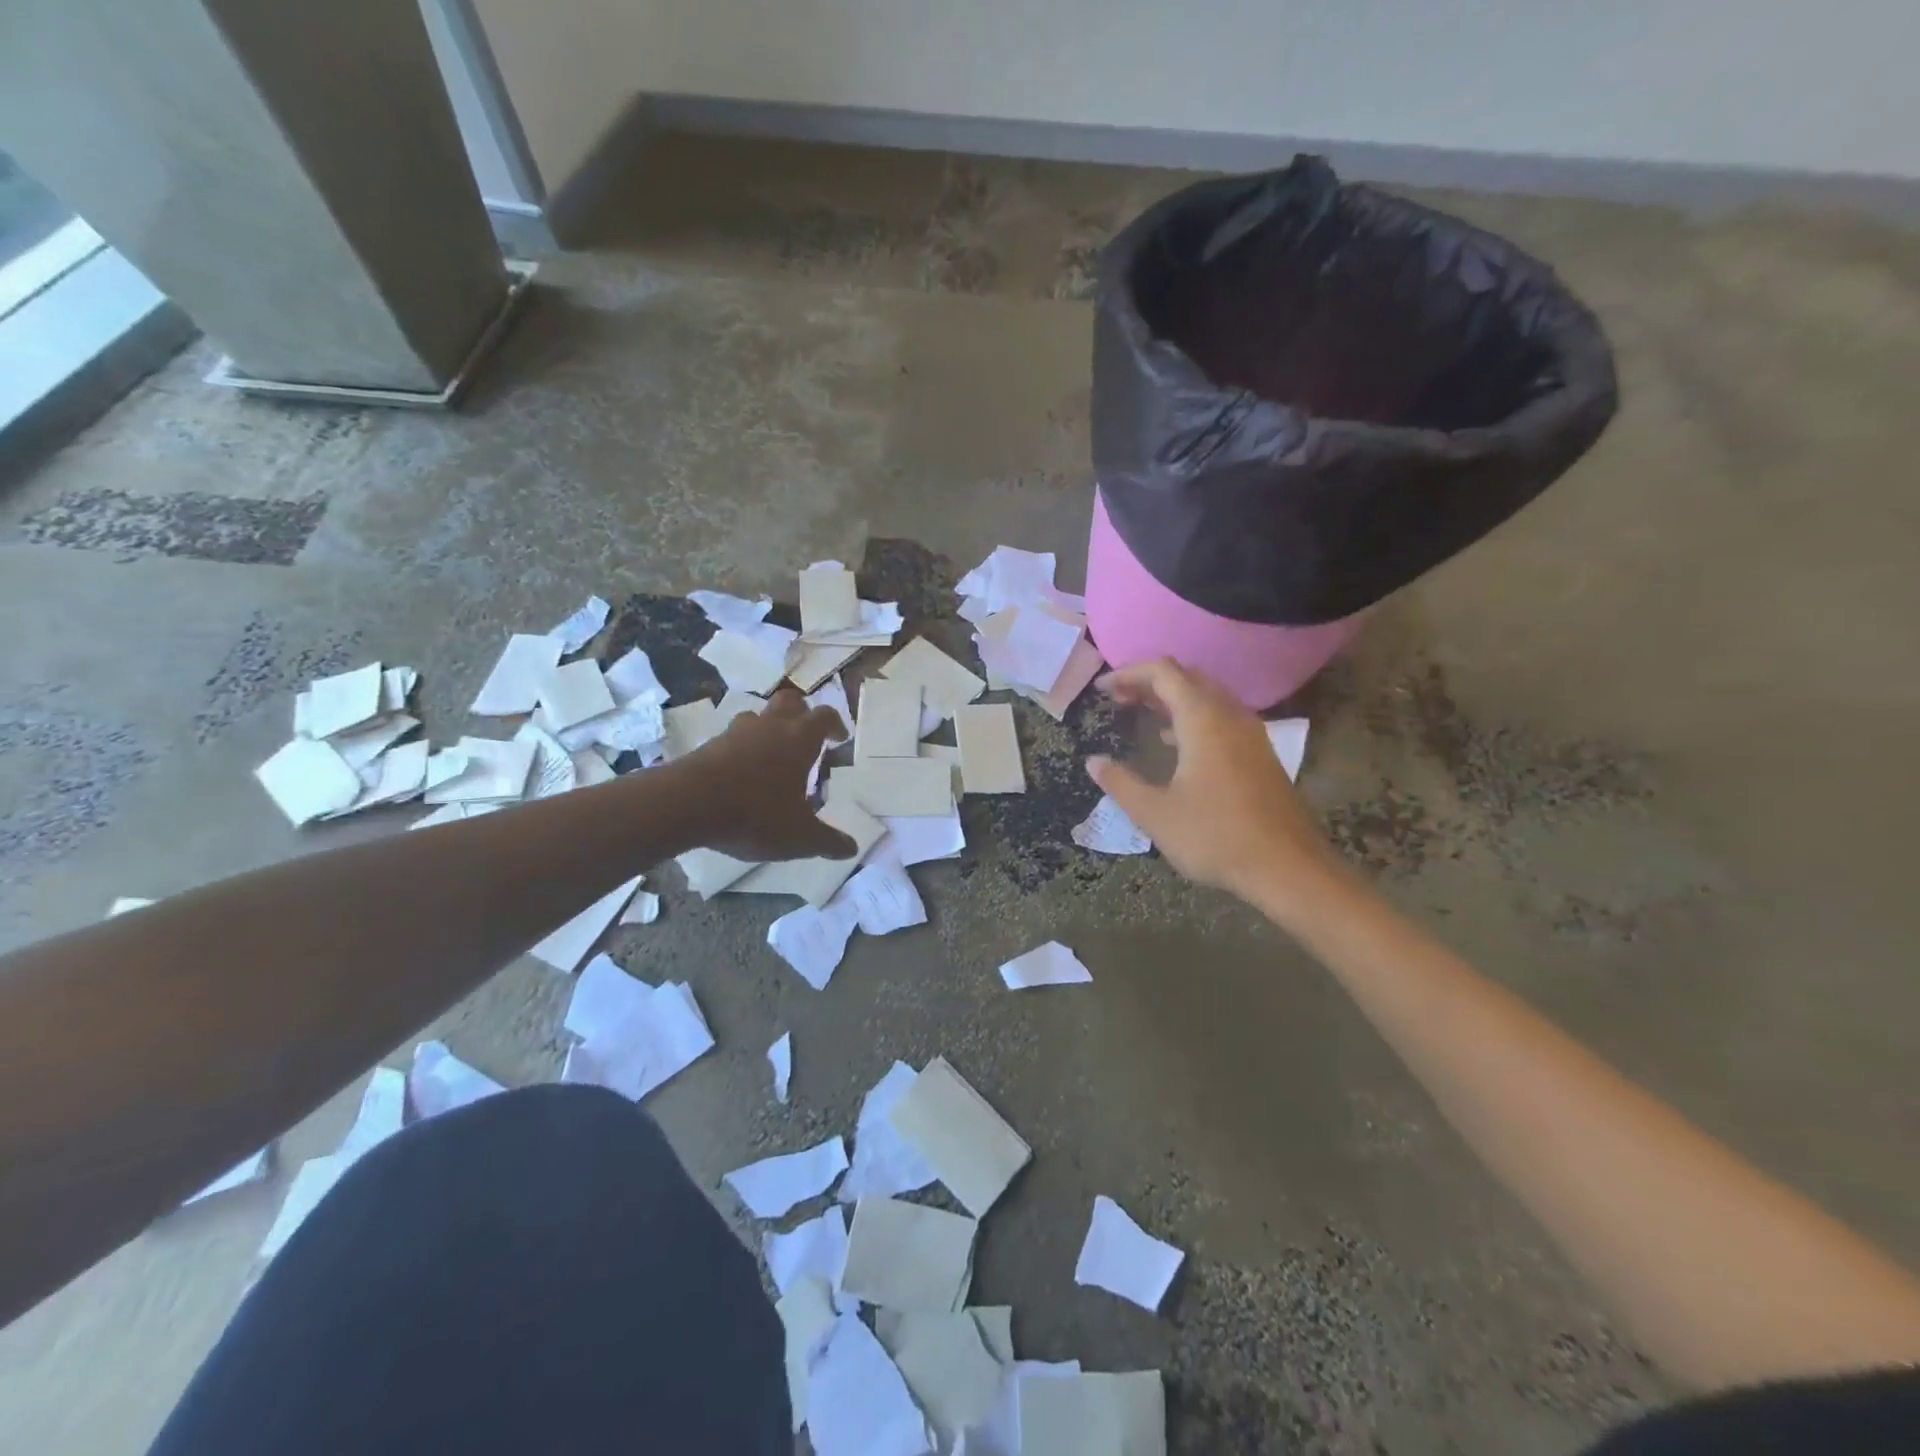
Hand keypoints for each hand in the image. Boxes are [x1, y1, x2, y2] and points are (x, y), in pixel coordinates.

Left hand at [680, 689, 856, 861]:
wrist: (687, 804)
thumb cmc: (755, 813)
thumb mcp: (799, 837)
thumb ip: (827, 842)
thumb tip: (851, 849)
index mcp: (799, 740)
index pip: (824, 717)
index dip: (835, 724)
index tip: (839, 738)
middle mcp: (770, 727)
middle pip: (790, 701)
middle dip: (802, 713)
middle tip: (807, 736)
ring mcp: (736, 733)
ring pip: (757, 717)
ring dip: (768, 729)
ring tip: (772, 756)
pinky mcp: (708, 745)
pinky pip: (732, 739)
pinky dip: (742, 749)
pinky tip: (742, 775)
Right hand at [1087, 659, 1342, 919]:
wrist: (1288, 868)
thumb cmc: (1216, 837)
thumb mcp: (1155, 813)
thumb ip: (1121, 783)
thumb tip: (1094, 762)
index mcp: (1203, 719)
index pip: (1163, 672)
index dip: (1129, 673)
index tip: (1102, 690)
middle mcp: (1230, 715)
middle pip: (1187, 678)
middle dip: (1149, 682)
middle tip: (1119, 700)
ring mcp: (1251, 734)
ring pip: (1207, 697)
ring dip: (1172, 699)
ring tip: (1141, 714)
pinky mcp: (1260, 754)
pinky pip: (1221, 717)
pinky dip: (1192, 717)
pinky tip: (1175, 744)